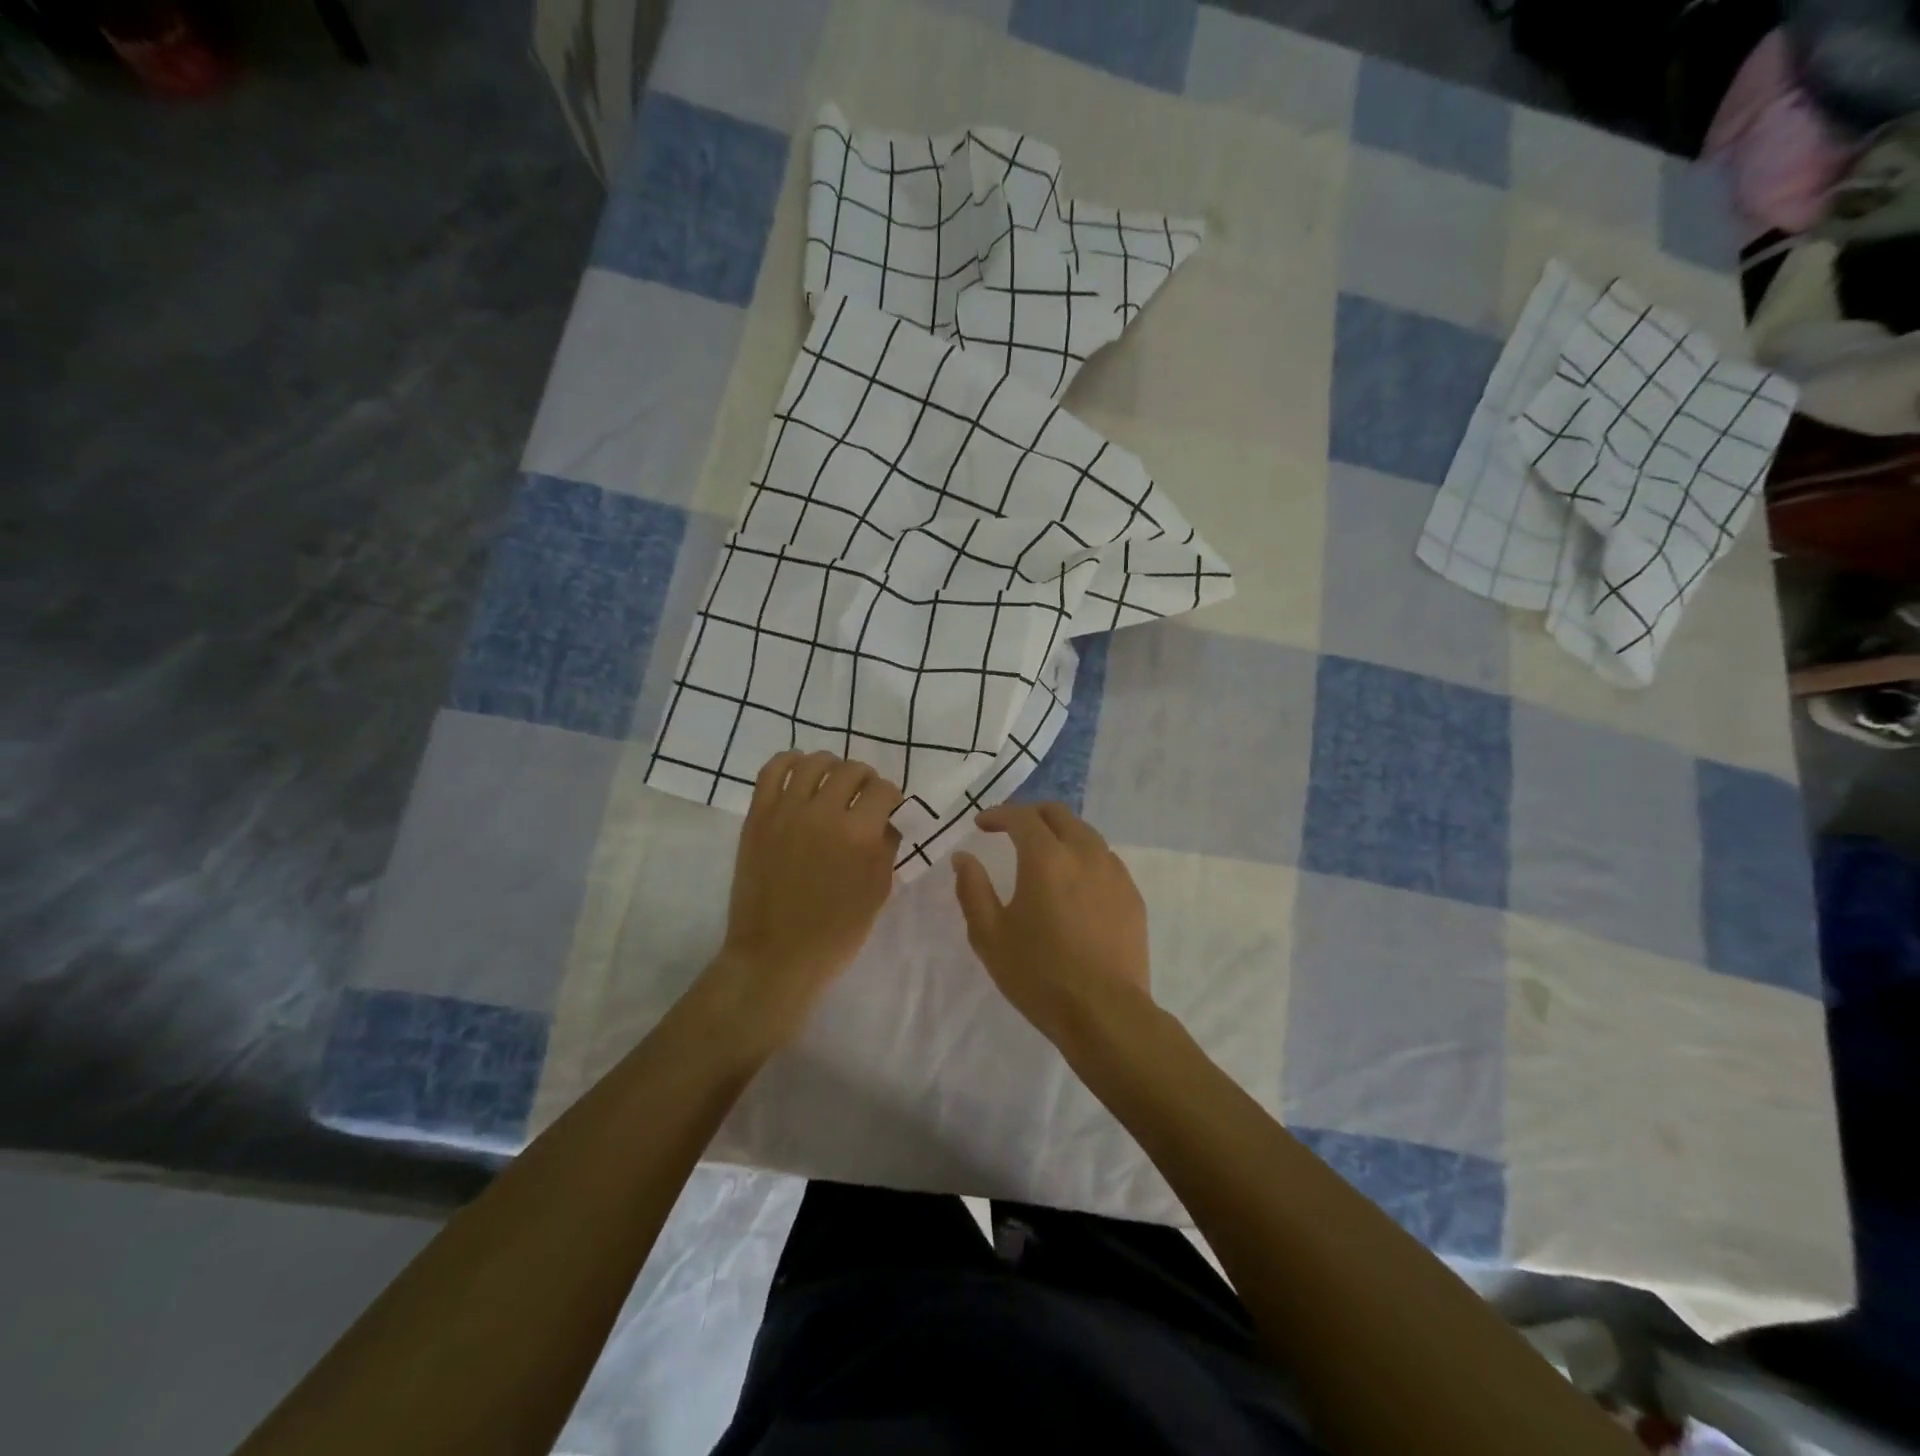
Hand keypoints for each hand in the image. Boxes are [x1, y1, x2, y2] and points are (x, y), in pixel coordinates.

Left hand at [716, 751, 903, 1036]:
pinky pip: (771, 771)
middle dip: (866, 779)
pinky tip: (800, 770)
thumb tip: (887, 820)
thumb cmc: (836, 932)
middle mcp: (823, 812)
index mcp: (858, 834)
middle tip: (864, 797)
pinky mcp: (758, 816)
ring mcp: (786, 811)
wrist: (775, 956)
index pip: (883, 790)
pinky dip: (789, 761)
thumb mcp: (877, 892)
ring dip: (831, 765)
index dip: (892, 797)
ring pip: (813, 762)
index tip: (889, 808)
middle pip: (851, 770)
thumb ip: (886, 848)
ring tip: (833, 781)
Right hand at [952, 802, 1151, 1043]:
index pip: (1021, 817)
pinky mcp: (1132, 895)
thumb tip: (963, 857)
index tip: (982, 825)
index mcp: (1046, 858)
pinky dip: (1083, 856)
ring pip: (1085, 833)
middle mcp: (1084, 853)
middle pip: (1058, 814)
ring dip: (1059, 833)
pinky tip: (1074, 883)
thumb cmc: (1039, 975)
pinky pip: (1105, 859)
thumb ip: (972, 889)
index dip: (998, 814)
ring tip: (1043, 854)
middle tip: (1011, 829)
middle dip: (1030, 814)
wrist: (1106, 1013)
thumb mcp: (990, 935)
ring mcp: (1114, 872)